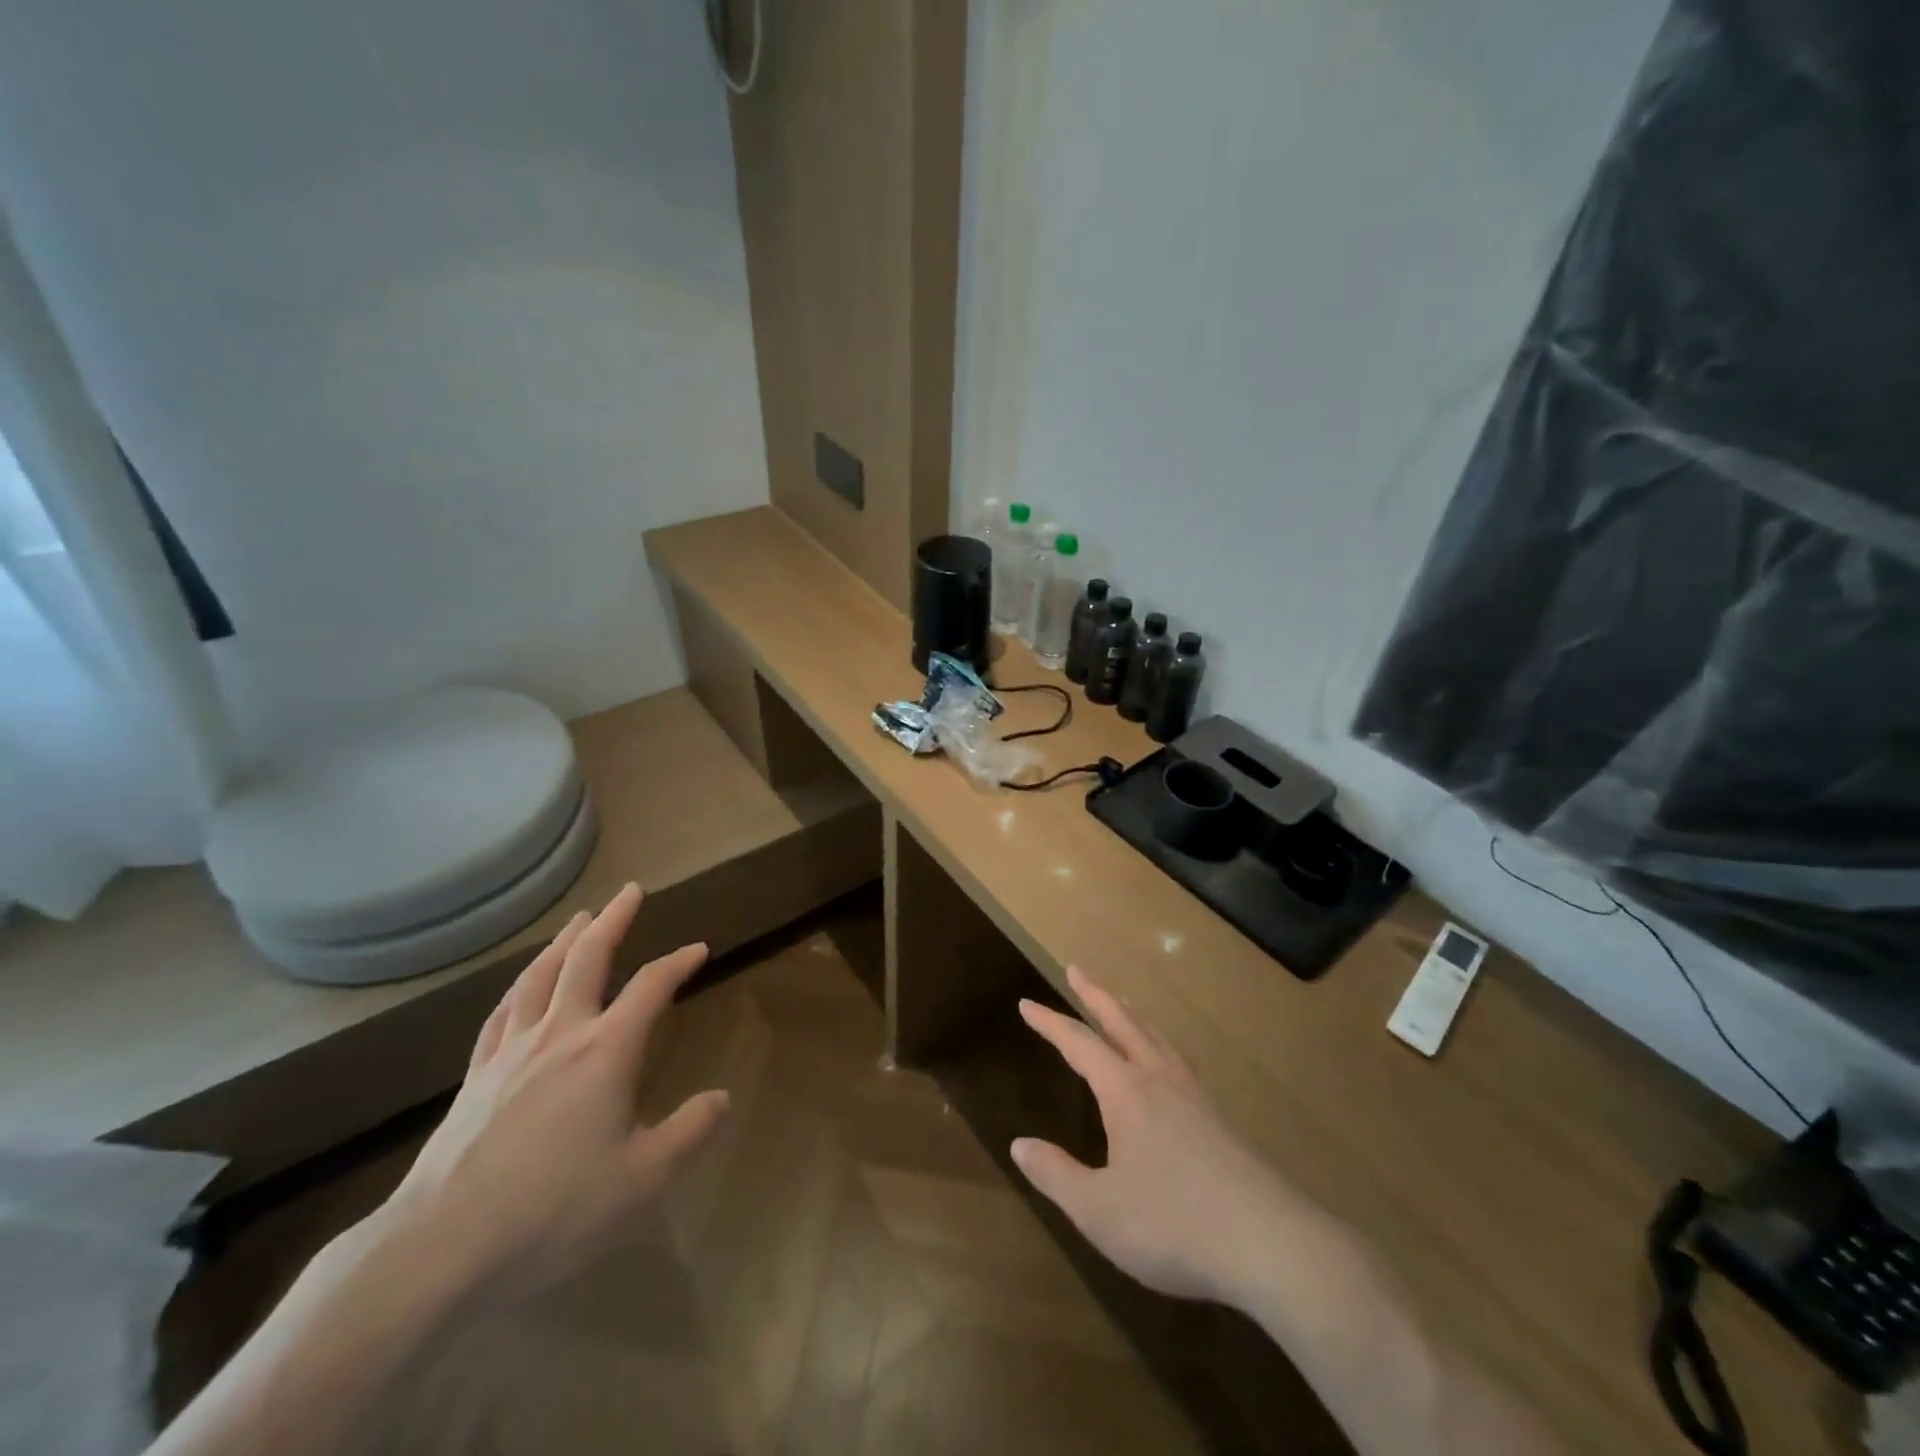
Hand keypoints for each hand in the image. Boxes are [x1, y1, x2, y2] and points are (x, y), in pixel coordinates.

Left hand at [373, 884, 728, 1301]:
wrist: (439, 1246)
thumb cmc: (553, 1209)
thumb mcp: (642, 1179)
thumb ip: (688, 1132)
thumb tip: (722, 1097)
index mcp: (606, 1050)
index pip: (651, 987)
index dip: (678, 963)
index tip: (699, 949)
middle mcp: (560, 1034)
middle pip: (587, 958)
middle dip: (613, 920)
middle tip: (630, 891)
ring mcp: (511, 1051)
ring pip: (540, 976)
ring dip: (564, 941)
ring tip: (578, 920)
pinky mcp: (476, 1076)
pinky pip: (501, 1013)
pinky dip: (519, 986)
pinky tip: (521, 985)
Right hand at [1011, 967, 1299, 1305]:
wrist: (1270, 1244)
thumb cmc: (1174, 1224)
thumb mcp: (1099, 1210)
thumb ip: (1057, 1175)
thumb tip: (1019, 1145)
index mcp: (1126, 1092)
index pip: (1079, 1044)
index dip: (1050, 1023)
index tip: (1026, 1003)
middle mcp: (1160, 1080)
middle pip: (1123, 1022)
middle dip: (1095, 995)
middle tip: (1076, 969)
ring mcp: (1195, 1096)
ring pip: (1157, 1037)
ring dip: (1132, 1014)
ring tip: (1122, 1002)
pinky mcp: (1220, 1119)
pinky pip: (1180, 1060)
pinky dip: (1161, 1043)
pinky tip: (1167, 1062)